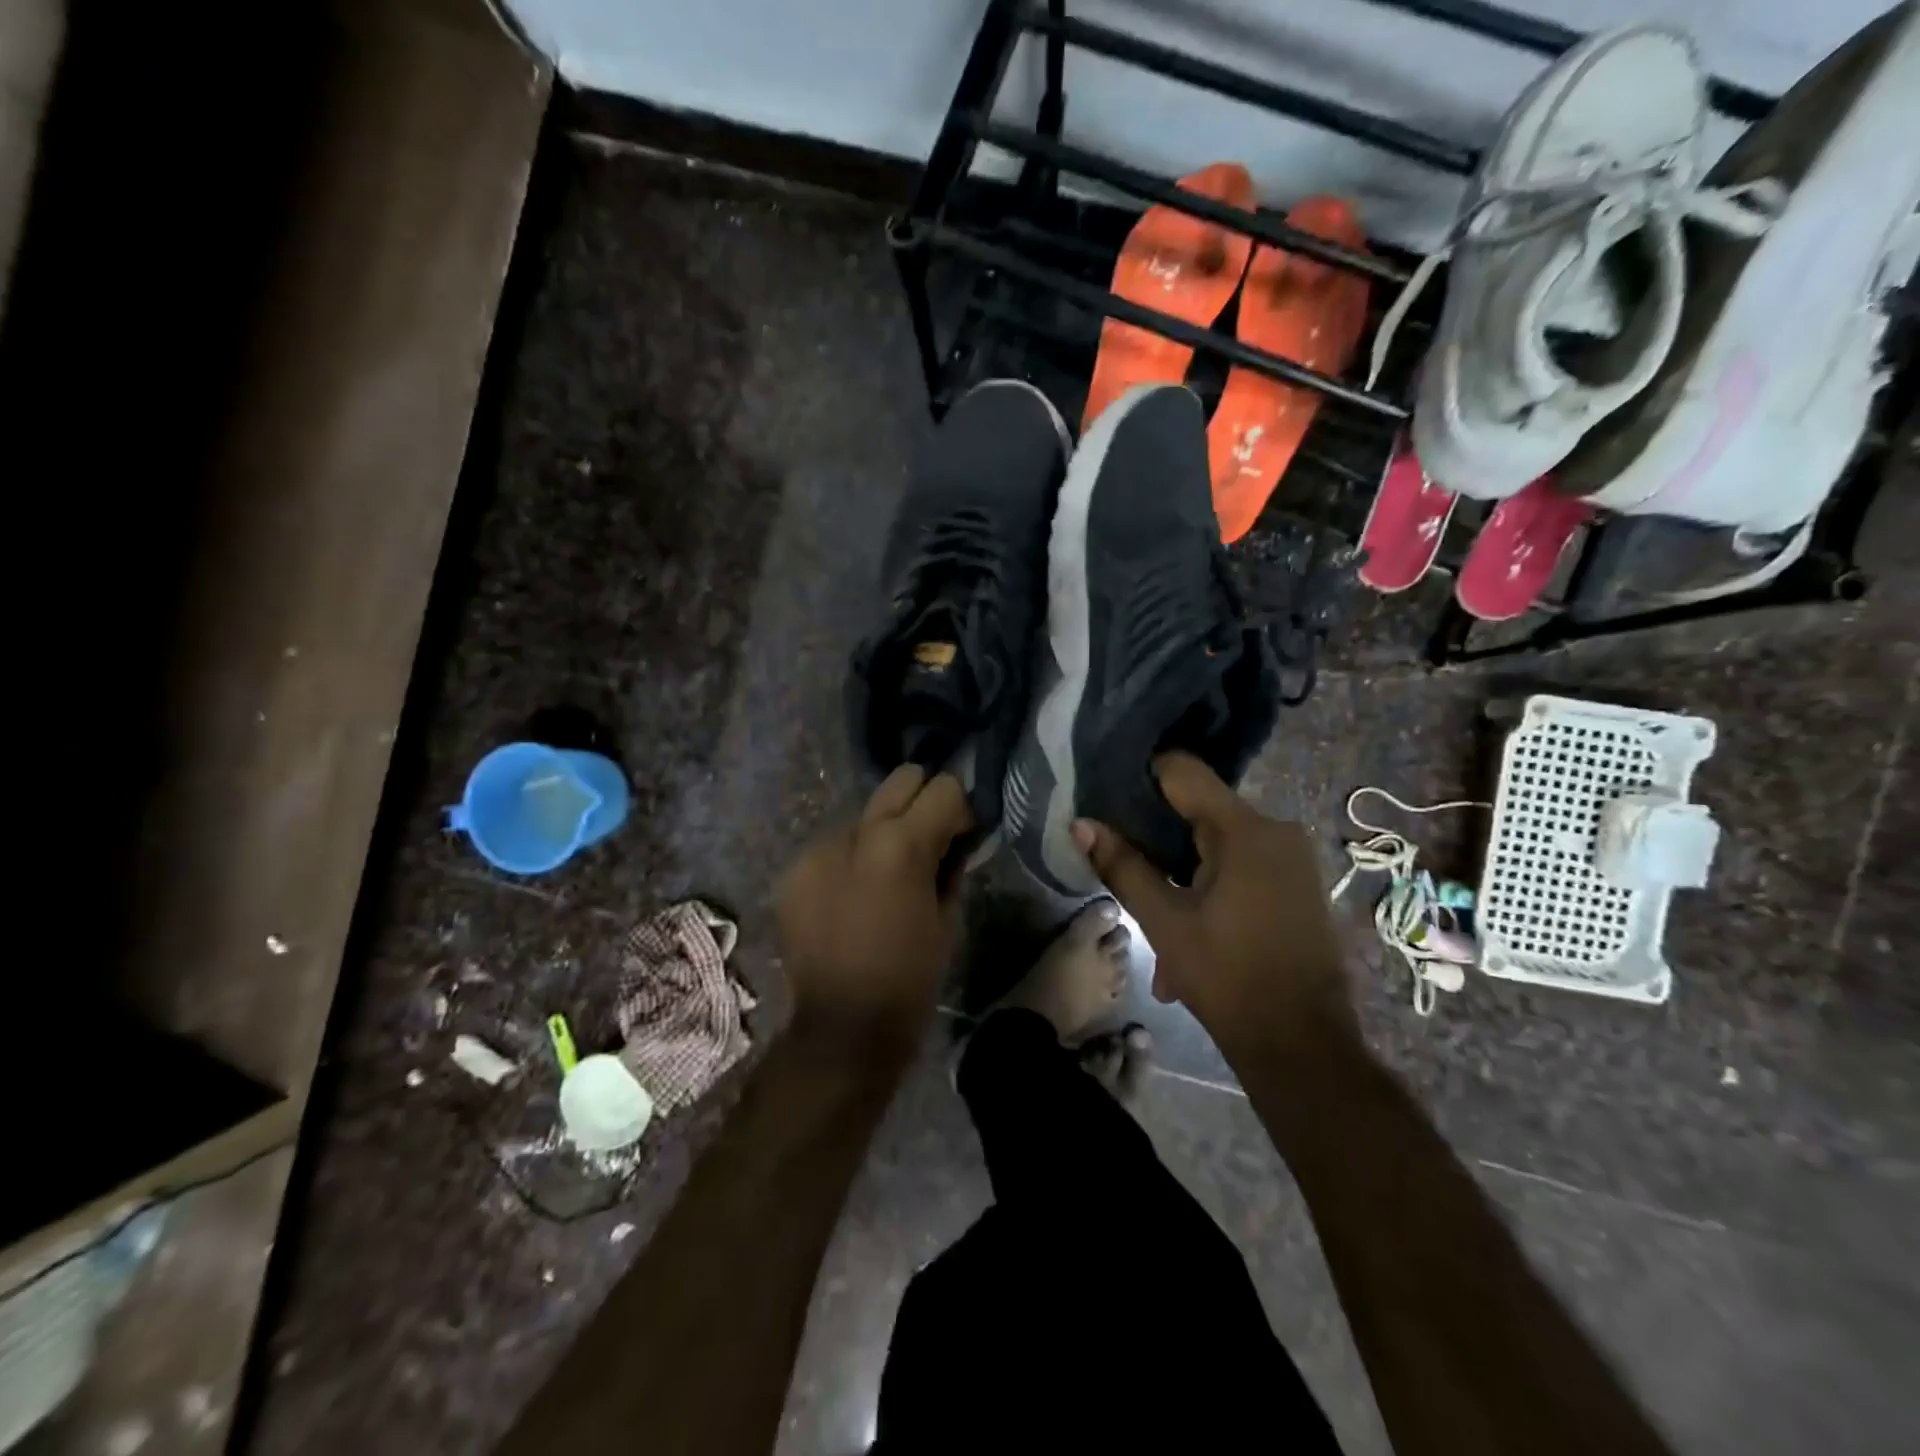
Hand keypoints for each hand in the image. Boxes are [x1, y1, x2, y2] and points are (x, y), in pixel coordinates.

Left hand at [776, 765, 972, 1045]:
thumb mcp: (949, 918)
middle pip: (901, 779)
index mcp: (901, 845)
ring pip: (865, 815)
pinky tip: (854, 897)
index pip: (943, 788)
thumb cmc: (910, 978)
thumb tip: (955, 838)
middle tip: (929, 839)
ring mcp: (818, 849)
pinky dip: (851, 859)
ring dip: (882, 833)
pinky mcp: (795, 870)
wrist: (843, 1027)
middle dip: (922, 800)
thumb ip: (952, 864)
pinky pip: (834, 847)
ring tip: (887, 876)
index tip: (963, 834)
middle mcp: (856, 833)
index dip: (960, 809)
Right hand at [1072, 752, 1354, 1053]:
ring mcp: (1292, 859)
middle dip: (1160, 845)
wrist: (1304, 1046)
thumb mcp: (1164, 922)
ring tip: (1157, 926)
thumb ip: (1122, 866)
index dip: (1142, 778)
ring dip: (1183, 879)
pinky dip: (1211, 891)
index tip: (1110, 799)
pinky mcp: (1298, 885)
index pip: (1183, 771)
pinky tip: (1190, 935)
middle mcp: (1276, 830)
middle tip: (1126, 874)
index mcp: (1245, 829)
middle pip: (1200, 812)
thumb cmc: (1229, 978)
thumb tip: (1081, 824)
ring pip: (1219, 848)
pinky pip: (1242, 869)